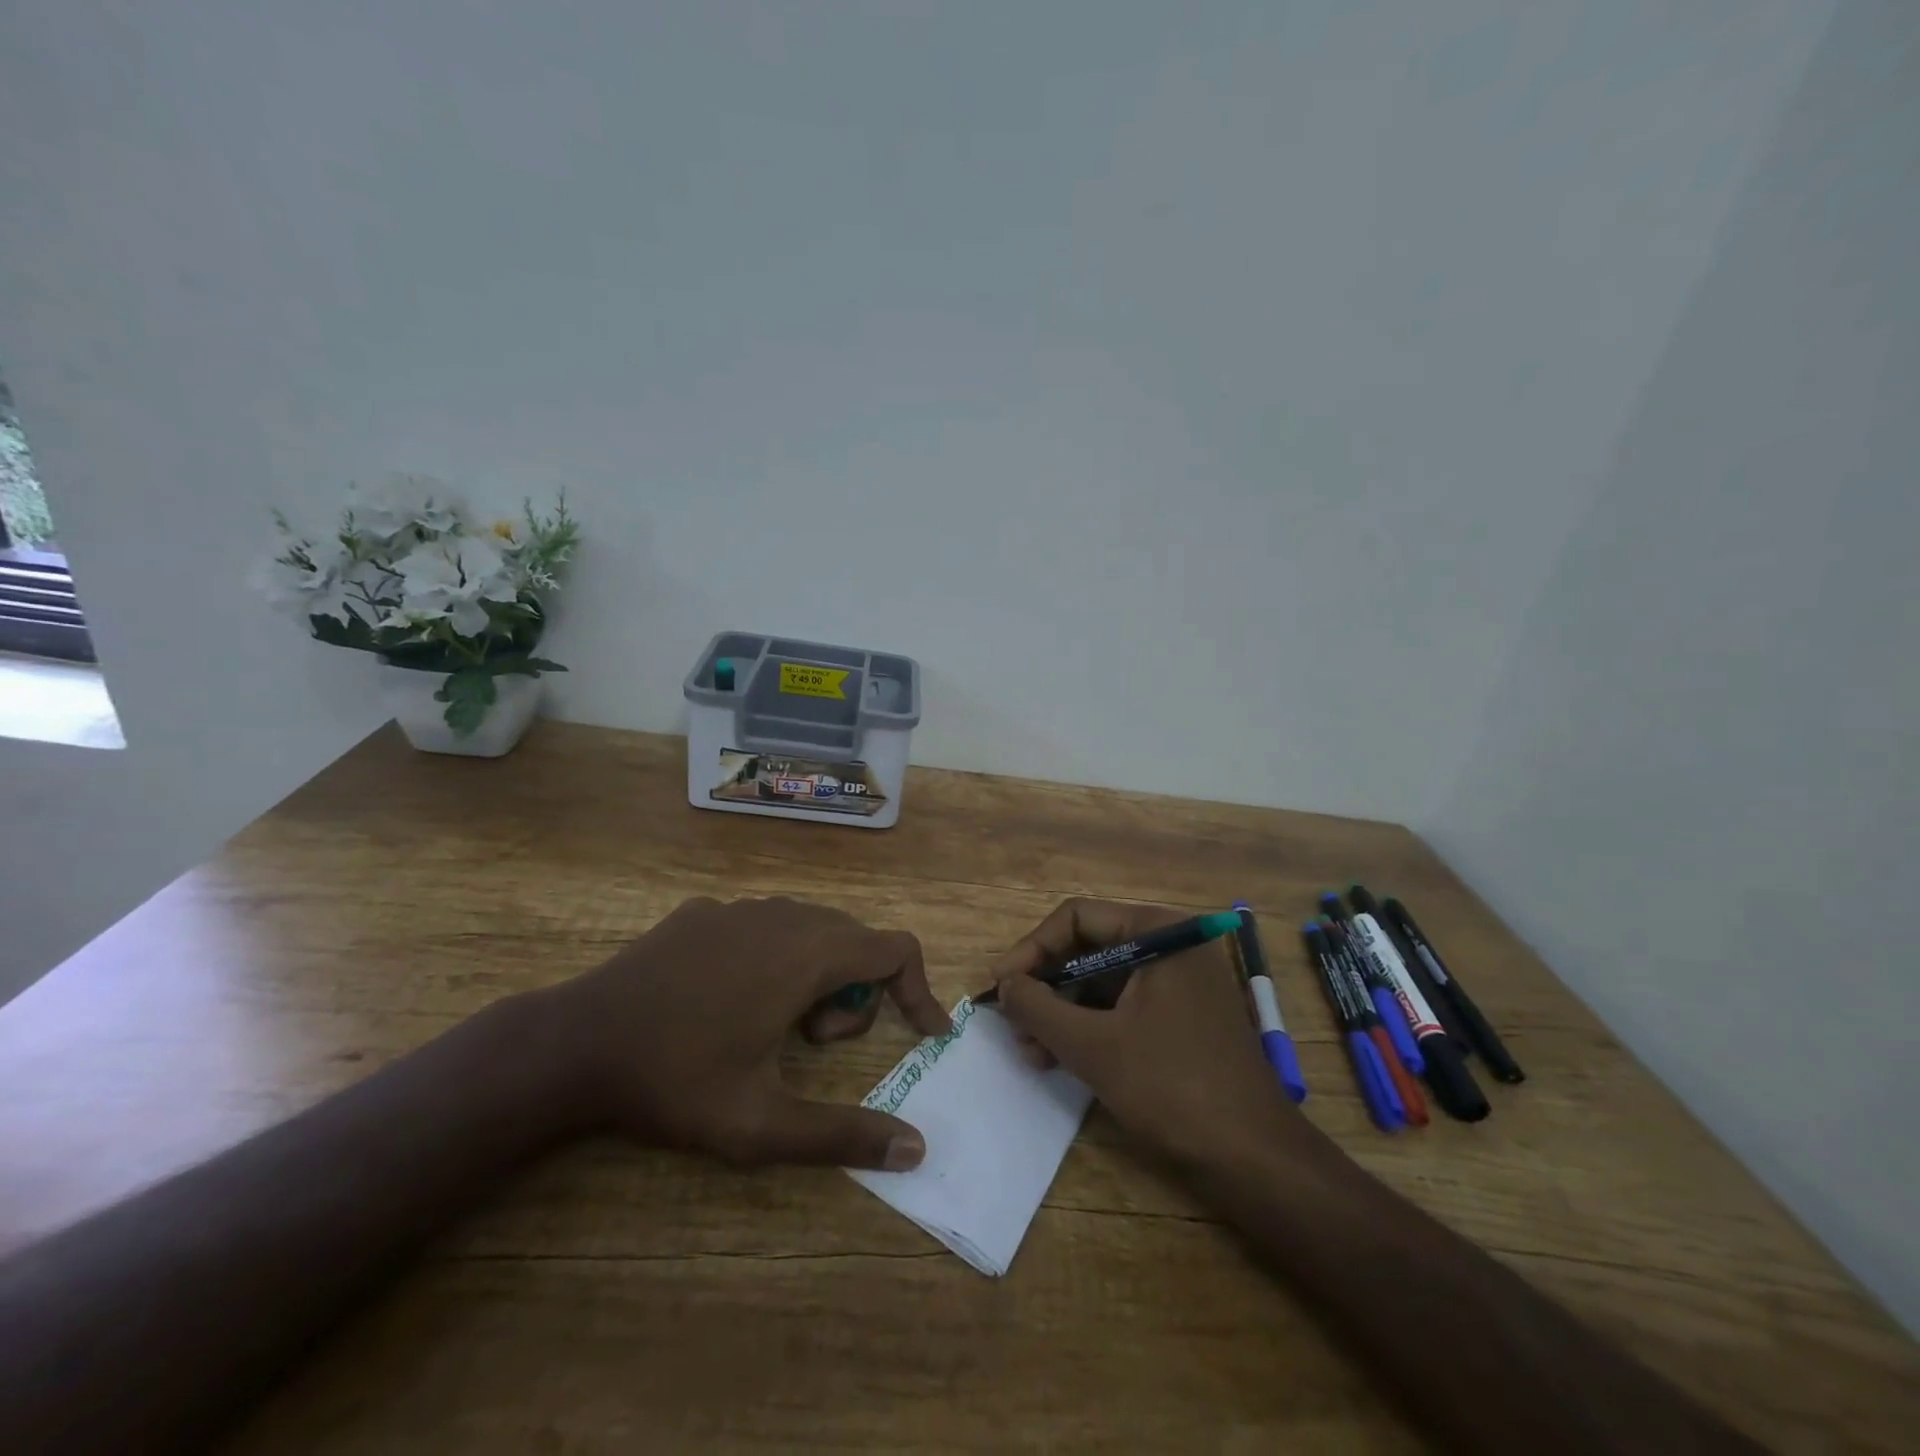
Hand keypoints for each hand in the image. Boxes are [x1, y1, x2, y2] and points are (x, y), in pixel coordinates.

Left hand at [544, 896, 950, 1170]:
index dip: (919, 989)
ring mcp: (739, 907)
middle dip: (857, 993)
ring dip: (817, 973)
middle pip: (856, 940)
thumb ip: (844, 1135)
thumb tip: (917, 1149)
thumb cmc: (677, 1080)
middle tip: (816, 1043)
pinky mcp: (704, 911)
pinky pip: (766, 924)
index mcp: (808, 954)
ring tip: (774, 1024)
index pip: (896, 949)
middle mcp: (783, 915)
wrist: (575, 1042)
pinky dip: (775, 956)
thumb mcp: (762, 1124)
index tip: (924, 1034)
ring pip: (811, 929)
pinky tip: (730, 997)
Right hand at [988, 899, 1301, 1169]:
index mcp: (1158, 931)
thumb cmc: (1173, 1088)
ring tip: (1029, 1050)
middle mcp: (1170, 945)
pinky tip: (1058, 1058)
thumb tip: (1003, 983)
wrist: (1257, 1161)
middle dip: (1045, 986)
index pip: (1076, 918)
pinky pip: (1122, 1007)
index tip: (1000, 985)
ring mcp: (1178, 982)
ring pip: (1101, 982)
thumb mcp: (1094, 1046)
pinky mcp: (1180, 1017)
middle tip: (1010, 1022)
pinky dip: (1088, 1028)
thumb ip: (1039, 1008)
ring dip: (1061, 1012)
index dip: (1031, 949)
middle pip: (1087, 948)